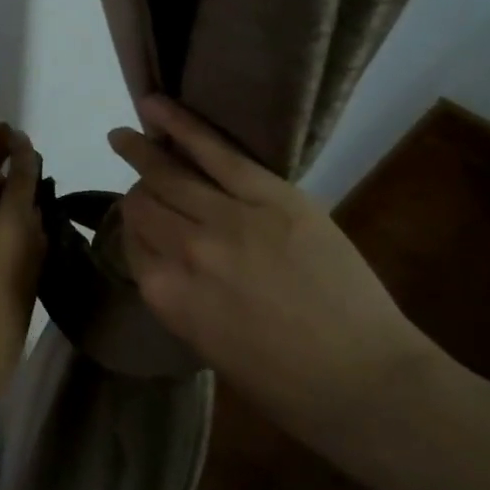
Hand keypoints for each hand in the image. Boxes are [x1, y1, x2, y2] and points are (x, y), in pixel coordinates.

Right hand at [107, 96, 435, 447]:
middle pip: (143, 204)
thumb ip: (181, 293)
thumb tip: (172, 256)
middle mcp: (184, 252)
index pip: (132, 242)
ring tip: (126, 133)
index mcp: (166, 296)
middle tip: (130, 167)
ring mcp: (227, 219)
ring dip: (142, 150)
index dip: (133, 227)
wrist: (363, 381)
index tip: (141, 218)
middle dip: (138, 188)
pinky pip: (214, 151)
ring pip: (169, 174)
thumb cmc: (284, 383)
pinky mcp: (270, 195)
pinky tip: (156, 105)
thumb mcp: (208, 344)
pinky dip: (181, 124)